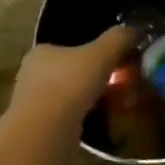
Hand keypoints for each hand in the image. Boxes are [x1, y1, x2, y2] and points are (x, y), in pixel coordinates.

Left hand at [11, 25, 135, 123]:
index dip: (92, 51)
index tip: (113, 59)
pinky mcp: (38, 133)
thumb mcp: (104, 51)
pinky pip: (68, 120)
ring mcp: (31, 107)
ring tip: (114, 104)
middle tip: (117, 82)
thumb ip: (120, 37)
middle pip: (69, 72)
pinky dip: (85, 120)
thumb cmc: (71, 82)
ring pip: (68, 98)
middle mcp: (31, 77)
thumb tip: (134, 31)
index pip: (68, 47)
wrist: (45, 133)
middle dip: (92, 78)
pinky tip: (101, 123)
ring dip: (89, 100)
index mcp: (41, 54)